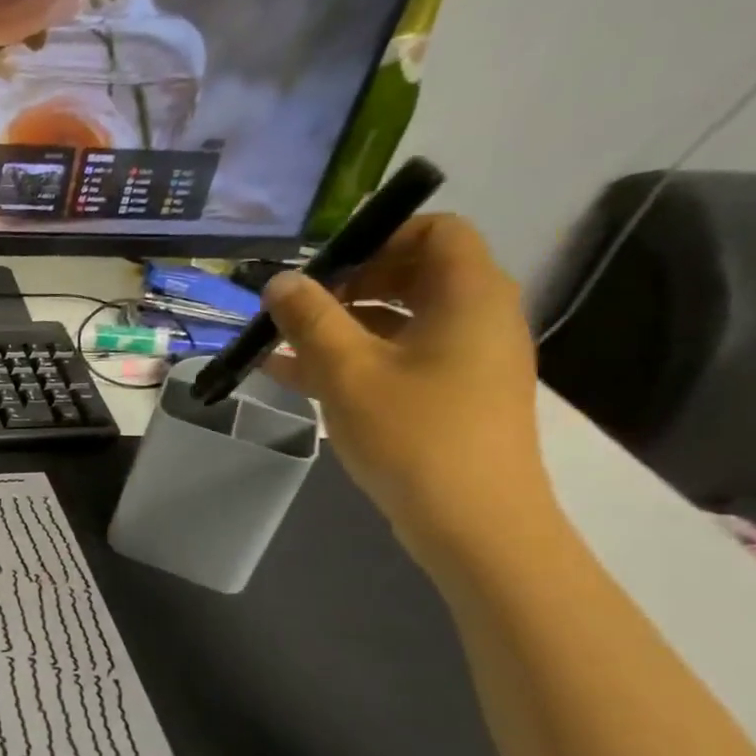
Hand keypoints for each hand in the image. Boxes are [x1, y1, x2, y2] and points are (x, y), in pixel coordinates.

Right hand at [262, 214, 551, 567]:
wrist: (474, 525)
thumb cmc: (414, 435)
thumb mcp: (348, 371)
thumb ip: (310, 319)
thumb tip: (280, 280)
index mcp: (468, 296)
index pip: (436, 230)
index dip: (379, 236)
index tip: (325, 266)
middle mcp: (477, 318)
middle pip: (413, 274)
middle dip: (347, 284)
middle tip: (296, 307)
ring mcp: (466, 362)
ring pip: (398, 322)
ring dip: (339, 327)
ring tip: (278, 344)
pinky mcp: (451, 398)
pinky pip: (398, 360)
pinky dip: (353, 359)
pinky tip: (293, 376)